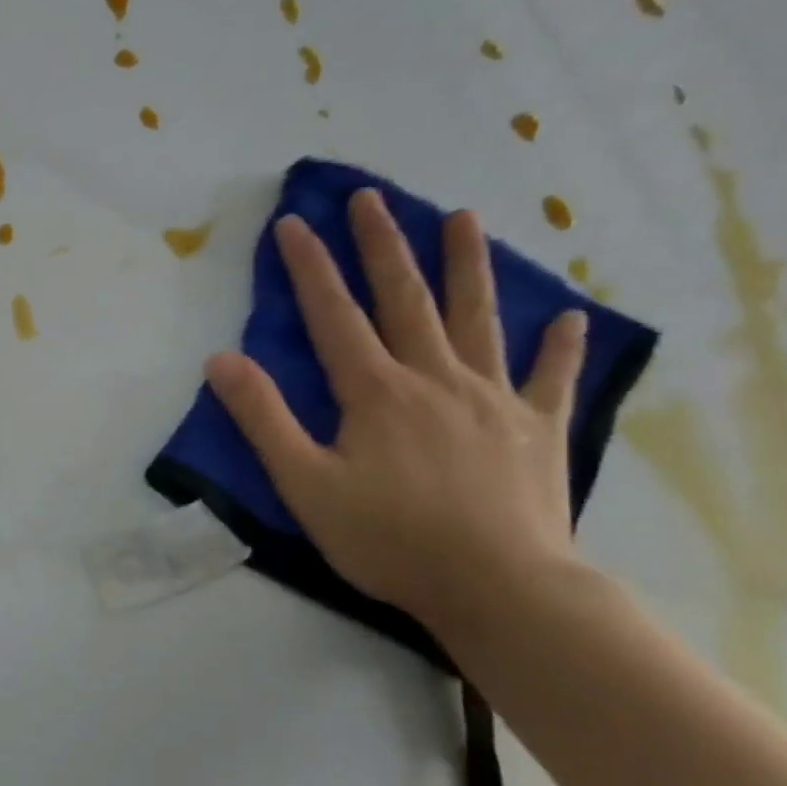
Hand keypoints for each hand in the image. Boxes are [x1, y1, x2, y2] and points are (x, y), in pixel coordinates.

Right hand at [206, 188, 588, 636]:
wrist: (499, 588)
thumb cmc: (388, 538)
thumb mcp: (303, 483)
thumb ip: (262, 418)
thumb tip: (220, 359)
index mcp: (376, 392)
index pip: (334, 315)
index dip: (310, 267)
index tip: (294, 221)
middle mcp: (435, 379)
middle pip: (406, 299)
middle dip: (383, 245)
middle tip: (373, 197)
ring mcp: (494, 400)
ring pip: (478, 319)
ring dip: (468, 266)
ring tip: (465, 218)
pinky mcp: (537, 429)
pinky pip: (550, 377)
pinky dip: (557, 345)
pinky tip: (566, 316)